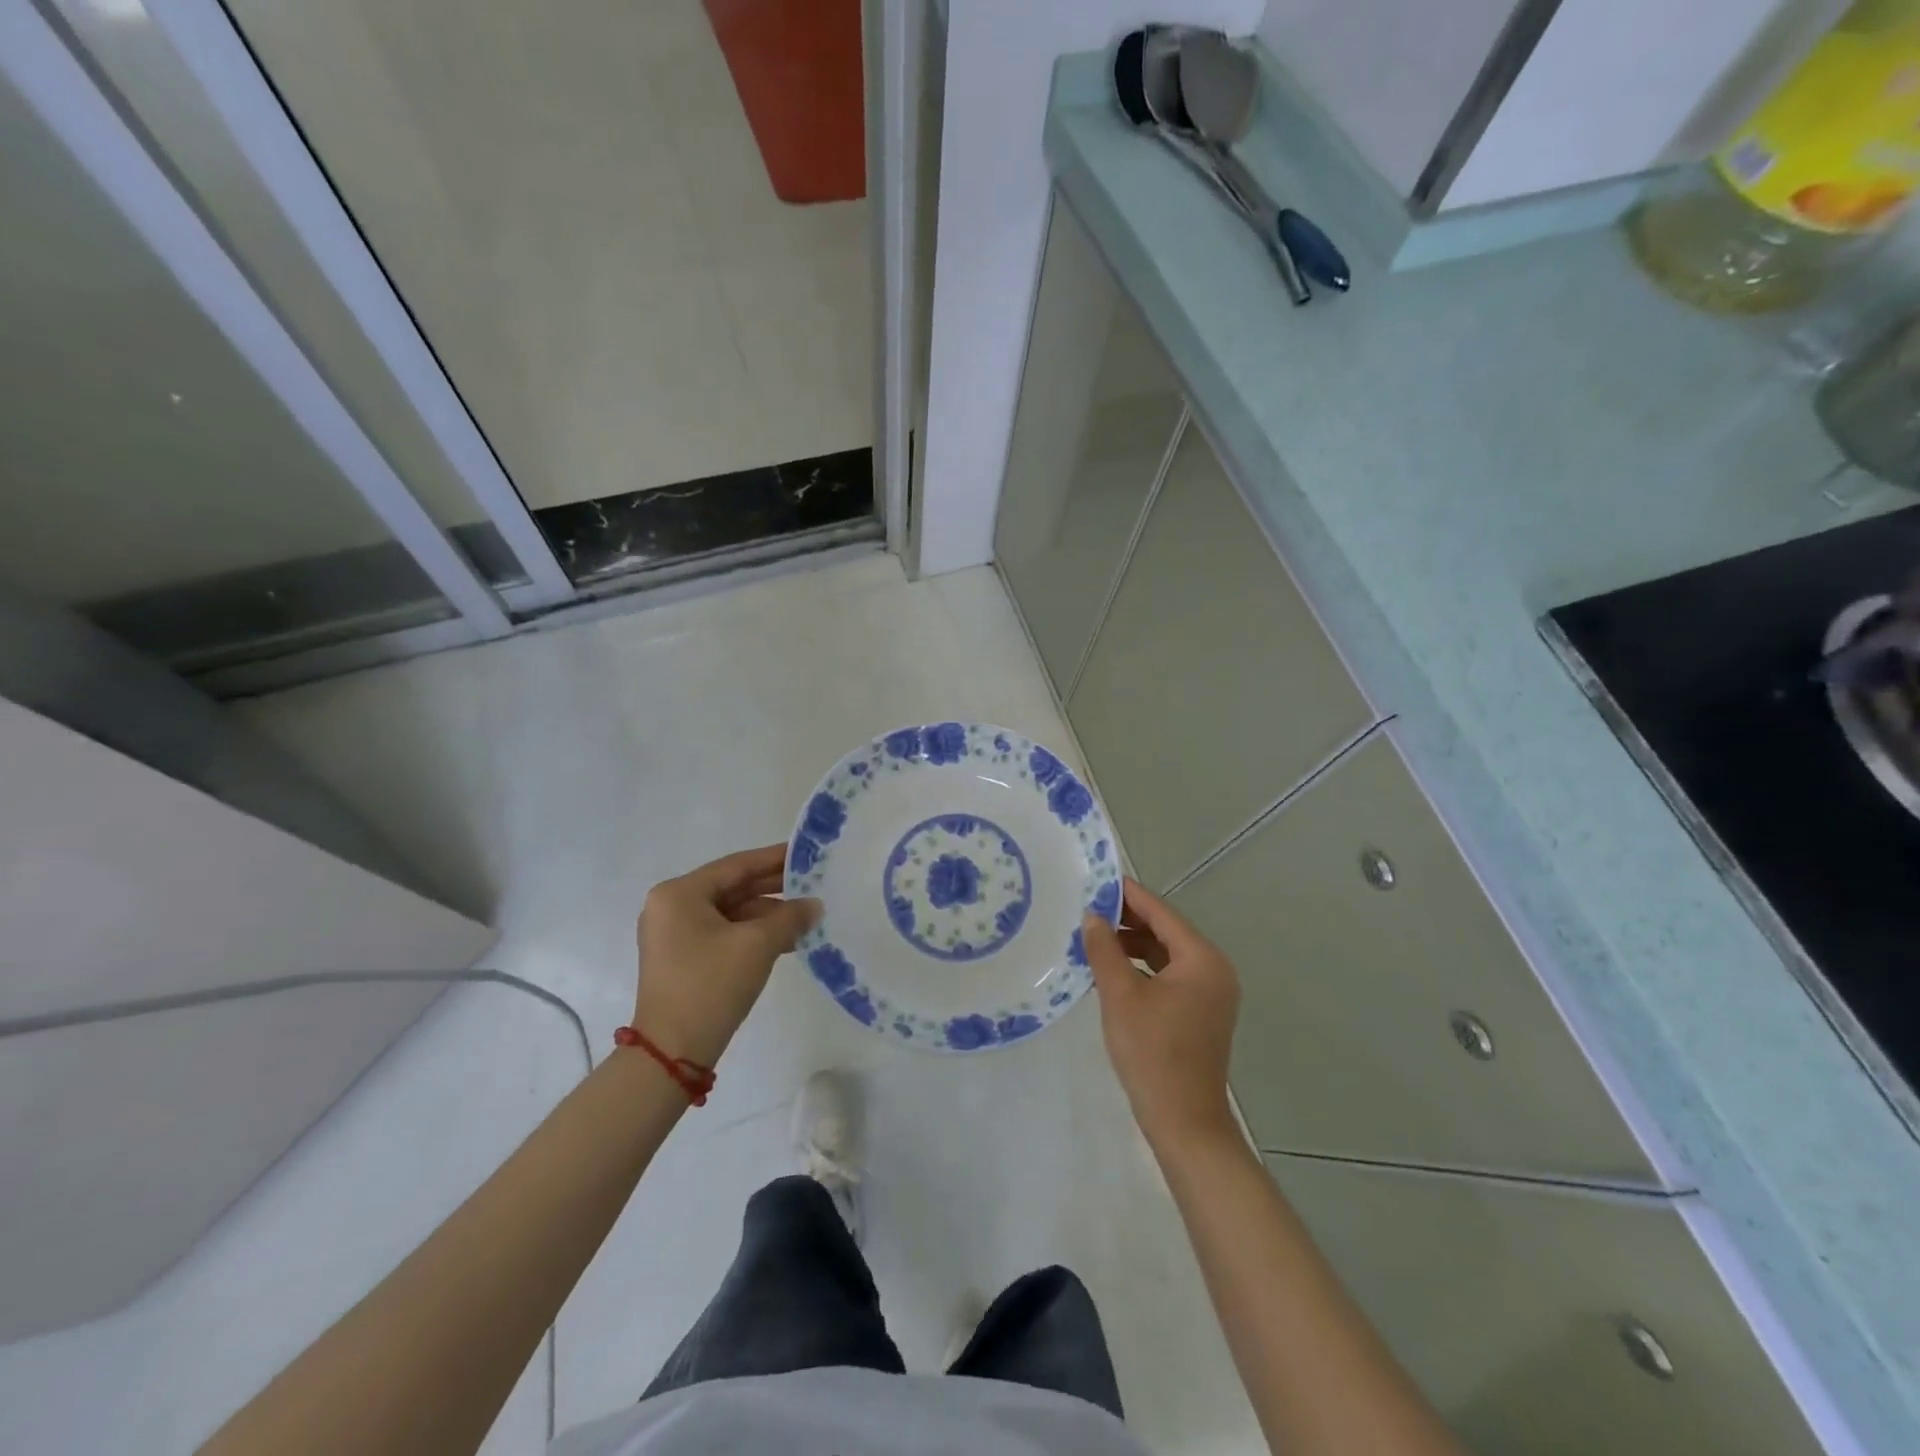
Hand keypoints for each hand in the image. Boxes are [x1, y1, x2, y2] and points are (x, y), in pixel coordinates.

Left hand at [634, 844, 819, 1065]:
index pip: (736, 866)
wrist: (672, 1053)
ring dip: (767, 915)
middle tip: (813, 882)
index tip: (806, 853)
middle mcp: (671, 907)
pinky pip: (723, 934)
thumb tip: (814, 905)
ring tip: (807, 916)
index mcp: (679, 894)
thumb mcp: (757, 945)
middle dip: (774, 889)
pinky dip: (753, 934)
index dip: (774, 859)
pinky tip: (786, 940)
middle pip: (732, 888)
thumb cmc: (710, 985)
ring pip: (730, 913)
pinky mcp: (682, 959)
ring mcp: (674, 935)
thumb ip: (790, 917)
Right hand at [1083, 878, 1241, 1148]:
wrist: (1184, 1122)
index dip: (1128, 895)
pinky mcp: (1202, 1013)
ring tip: (1094, 939)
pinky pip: (1170, 976)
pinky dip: (1143, 968)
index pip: (1161, 912)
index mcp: (1202, 959)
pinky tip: (1113, 971)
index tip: (1098, 880)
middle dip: (1128, 920)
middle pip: (1166, 931)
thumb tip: (1092, 916)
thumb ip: (1105, 950)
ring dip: (1133, 945)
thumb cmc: (1153, 1054)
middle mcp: (1214, 969)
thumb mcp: (1120, 996)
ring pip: (1167, 954)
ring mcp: (1212, 993)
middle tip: (1088, 908)